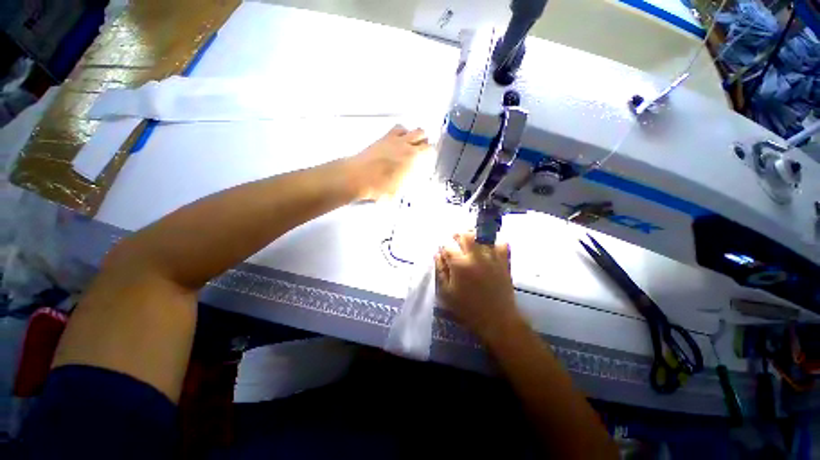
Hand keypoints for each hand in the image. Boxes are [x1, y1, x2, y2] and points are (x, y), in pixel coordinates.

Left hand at [349, 125, 429, 199]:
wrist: (358, 177)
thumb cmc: (379, 187)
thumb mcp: (398, 192)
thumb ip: (407, 186)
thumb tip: (412, 187)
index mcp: (412, 158)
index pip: (430, 150)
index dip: (430, 155)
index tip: (427, 162)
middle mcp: (406, 145)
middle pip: (423, 135)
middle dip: (424, 144)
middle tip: (421, 154)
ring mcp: (395, 139)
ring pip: (412, 129)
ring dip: (415, 136)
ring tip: (411, 146)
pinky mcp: (384, 138)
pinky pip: (398, 128)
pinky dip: (403, 132)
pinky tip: (399, 142)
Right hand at [435, 232, 522, 342]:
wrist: (497, 319)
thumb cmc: (468, 308)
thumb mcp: (447, 293)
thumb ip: (441, 271)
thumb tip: (438, 255)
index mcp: (460, 265)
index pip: (448, 247)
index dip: (443, 247)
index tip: (442, 251)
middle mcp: (476, 257)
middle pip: (465, 235)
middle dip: (457, 234)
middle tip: (454, 238)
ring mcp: (492, 258)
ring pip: (483, 236)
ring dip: (474, 235)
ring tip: (470, 240)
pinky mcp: (504, 262)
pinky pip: (502, 244)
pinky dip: (495, 242)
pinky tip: (489, 247)